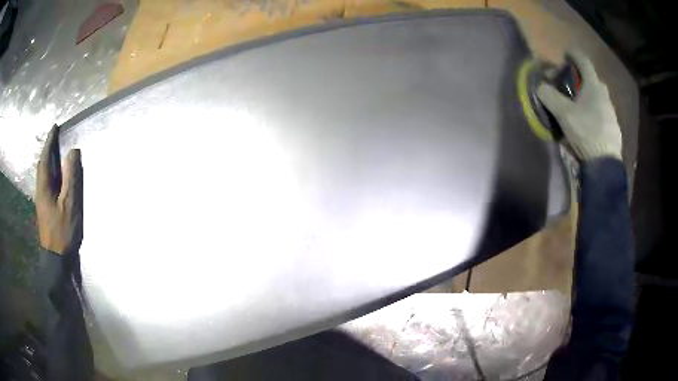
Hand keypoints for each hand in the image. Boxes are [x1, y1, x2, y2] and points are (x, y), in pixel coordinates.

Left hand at [36, 125, 82, 254]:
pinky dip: (51, 173)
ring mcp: (42, 200)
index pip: (45, 157)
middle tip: (56, 137)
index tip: (55, 127)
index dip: (50, 141)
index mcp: (44, 186)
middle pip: (43, 164)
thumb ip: (70, 177)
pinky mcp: (45, 208)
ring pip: (44, 174)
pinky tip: (56, 175)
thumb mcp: (69, 204)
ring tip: (56, 152)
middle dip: (48, 149)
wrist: (55, 258)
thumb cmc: (62, 231)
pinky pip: (47, 183)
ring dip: (49, 160)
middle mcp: (40, 189)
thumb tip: (73, 152)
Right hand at [537, 51, 621, 160]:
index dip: (573, 54)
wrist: (605, 163)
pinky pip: (602, 113)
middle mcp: (604, 95)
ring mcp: (611, 112)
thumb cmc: (586, 132)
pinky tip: (589, 124)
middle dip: (581, 79)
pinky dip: (595, 112)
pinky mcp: (614, 127)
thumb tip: (539, 86)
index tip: (565, 54)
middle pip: (592, 79)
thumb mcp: (563, 114)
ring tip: (579, 108)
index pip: (583, 61)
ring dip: (589, 97)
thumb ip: (549, 96)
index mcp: (593, 86)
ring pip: (598, 97)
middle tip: (571, 87)